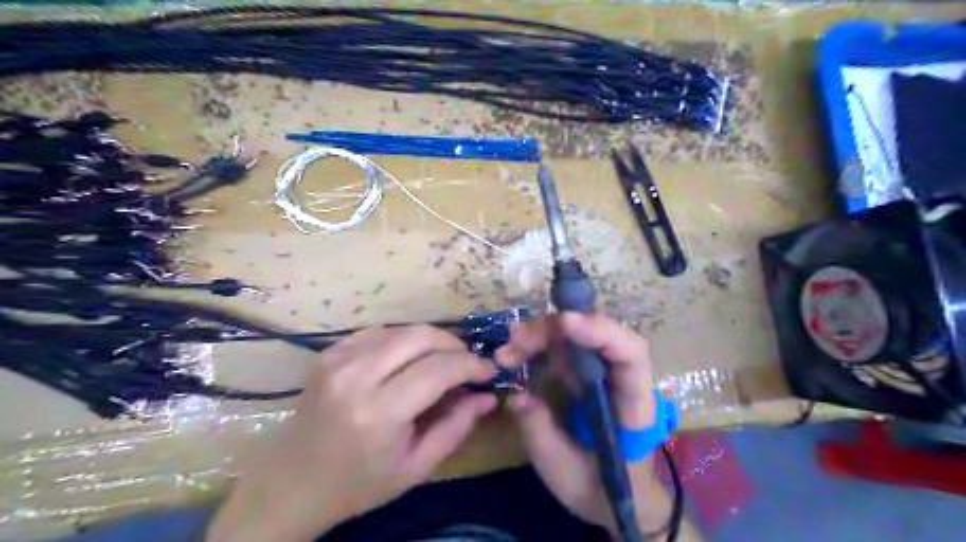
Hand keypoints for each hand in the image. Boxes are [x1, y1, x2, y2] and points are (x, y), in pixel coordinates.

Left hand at [209, 325, 497, 541]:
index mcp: (380, 412)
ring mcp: (338, 359)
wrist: (291, 484)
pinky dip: (402, 340)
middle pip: (421, 336)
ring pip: (402, 329)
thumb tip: (487, 396)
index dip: (470, 365)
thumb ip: (456, 427)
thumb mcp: (416, 467)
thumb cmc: (358, 484)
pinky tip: (409, 359)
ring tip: (442, 361)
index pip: (439, 369)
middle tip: (467, 363)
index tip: (488, 371)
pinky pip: (378, 332)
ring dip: (430, 341)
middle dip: (454, 344)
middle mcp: (357, 376)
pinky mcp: (328, 353)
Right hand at [493, 313, 669, 537]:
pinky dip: (538, 345)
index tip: (565, 323)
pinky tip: (515, 354)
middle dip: (555, 331)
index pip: (630, 356)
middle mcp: (621, 379)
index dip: (601, 332)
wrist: (618, 496)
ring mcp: (603, 372)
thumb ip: (541, 435)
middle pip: (598, 335)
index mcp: (633, 407)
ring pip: (578, 336)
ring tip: (508, 351)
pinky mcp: (586, 373)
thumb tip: (516, 397)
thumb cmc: (600, 489)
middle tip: (515, 341)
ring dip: (541, 335)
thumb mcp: (565, 473)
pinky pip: (565, 347)